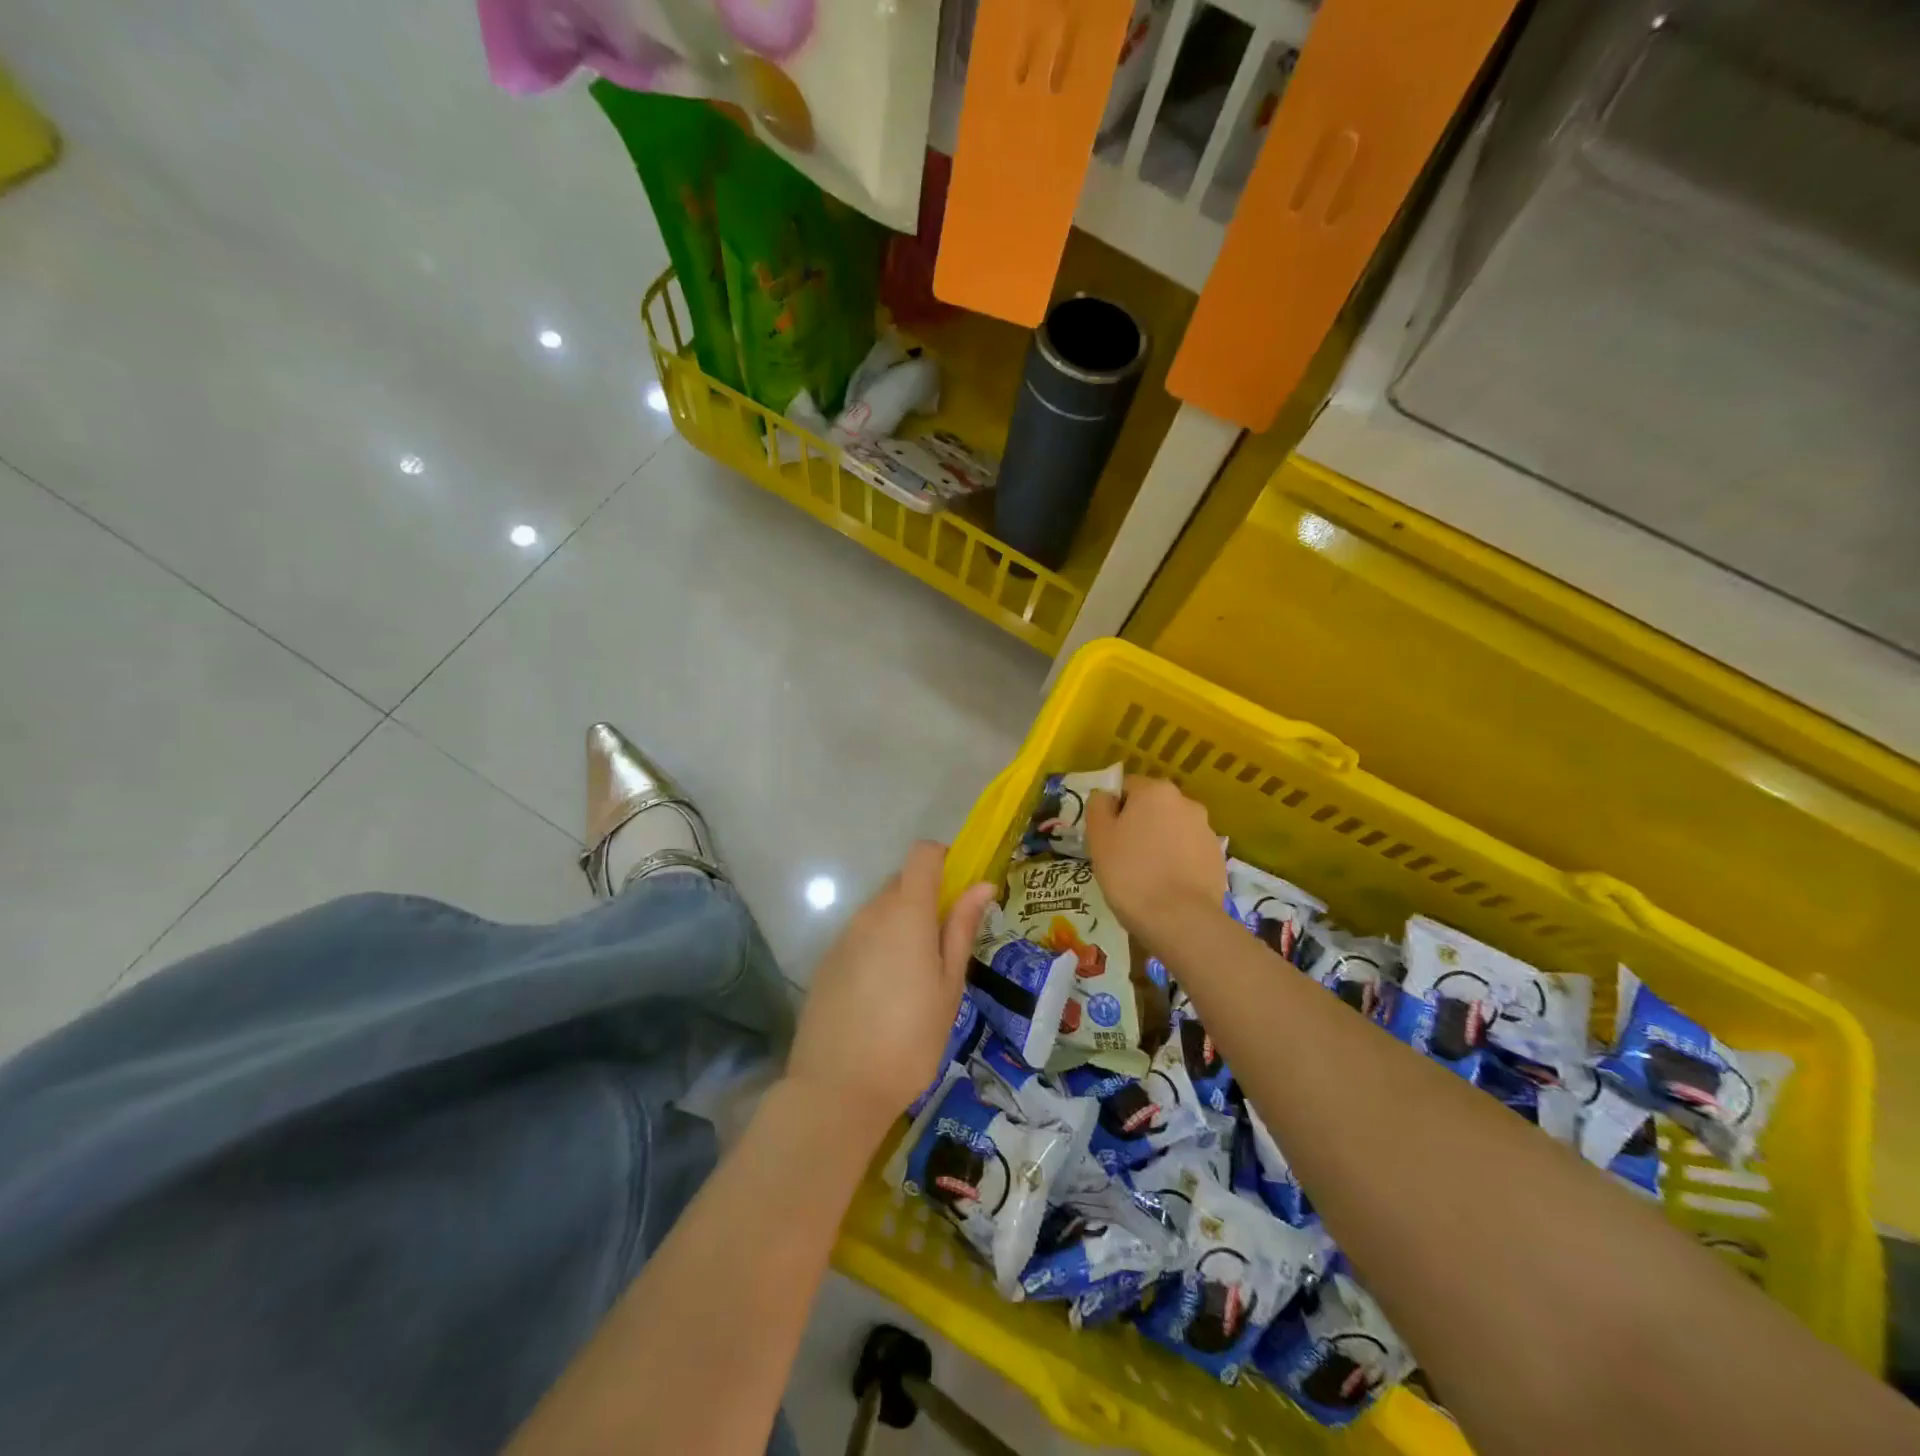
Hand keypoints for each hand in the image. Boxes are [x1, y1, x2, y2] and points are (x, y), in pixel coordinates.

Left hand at [784, 842, 995, 1138]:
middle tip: (943, 947)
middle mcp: (871, 912)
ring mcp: (844, 935)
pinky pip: (859, 937)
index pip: (922, 855)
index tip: (958, 889)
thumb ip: (961, 929)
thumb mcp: (949, 986)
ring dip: (900, 925)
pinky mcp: (826, 960)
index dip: (942, 859)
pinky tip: (882, 995)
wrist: (838, 1088)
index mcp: (907, 912)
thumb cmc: (910, 1038)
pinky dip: (876, 948)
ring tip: (913, 979)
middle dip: (925, 899)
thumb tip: (982, 885)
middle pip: (901, 883)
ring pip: (879, 911)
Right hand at [1085, 775, 1225, 945]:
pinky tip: (1167, 886)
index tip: (1106, 837)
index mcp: (1155, 791)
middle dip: (1138, 824)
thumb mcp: (1099, 837)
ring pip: (1172, 829)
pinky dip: (1177, 861)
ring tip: (1146, 875)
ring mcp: (1206, 830)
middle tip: (1122, 856)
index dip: (1112, 810)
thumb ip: (1098, 806)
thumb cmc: (1130, 873)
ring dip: (1159, 842)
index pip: (1126, 787)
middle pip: (1152, 806)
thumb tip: (1105, 797)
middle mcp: (1186, 802)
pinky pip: (1189, 851)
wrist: (1181, 920)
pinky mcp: (1217, 857)